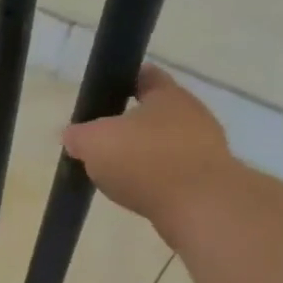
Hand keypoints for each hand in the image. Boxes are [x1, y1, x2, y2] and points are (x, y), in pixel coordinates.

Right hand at [62, 66, 234, 223]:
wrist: (199, 206)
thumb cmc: (144, 160)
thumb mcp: (94, 142)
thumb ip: (78, 135)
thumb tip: (72, 135)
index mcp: (167, 95)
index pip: (146, 76)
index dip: (125, 81)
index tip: (107, 92)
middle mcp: (193, 114)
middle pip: (158, 113)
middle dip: (133, 125)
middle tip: (105, 140)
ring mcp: (207, 148)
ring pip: (168, 144)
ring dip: (147, 155)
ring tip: (119, 172)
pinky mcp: (211, 180)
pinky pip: (176, 173)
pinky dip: (158, 179)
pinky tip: (141, 193)